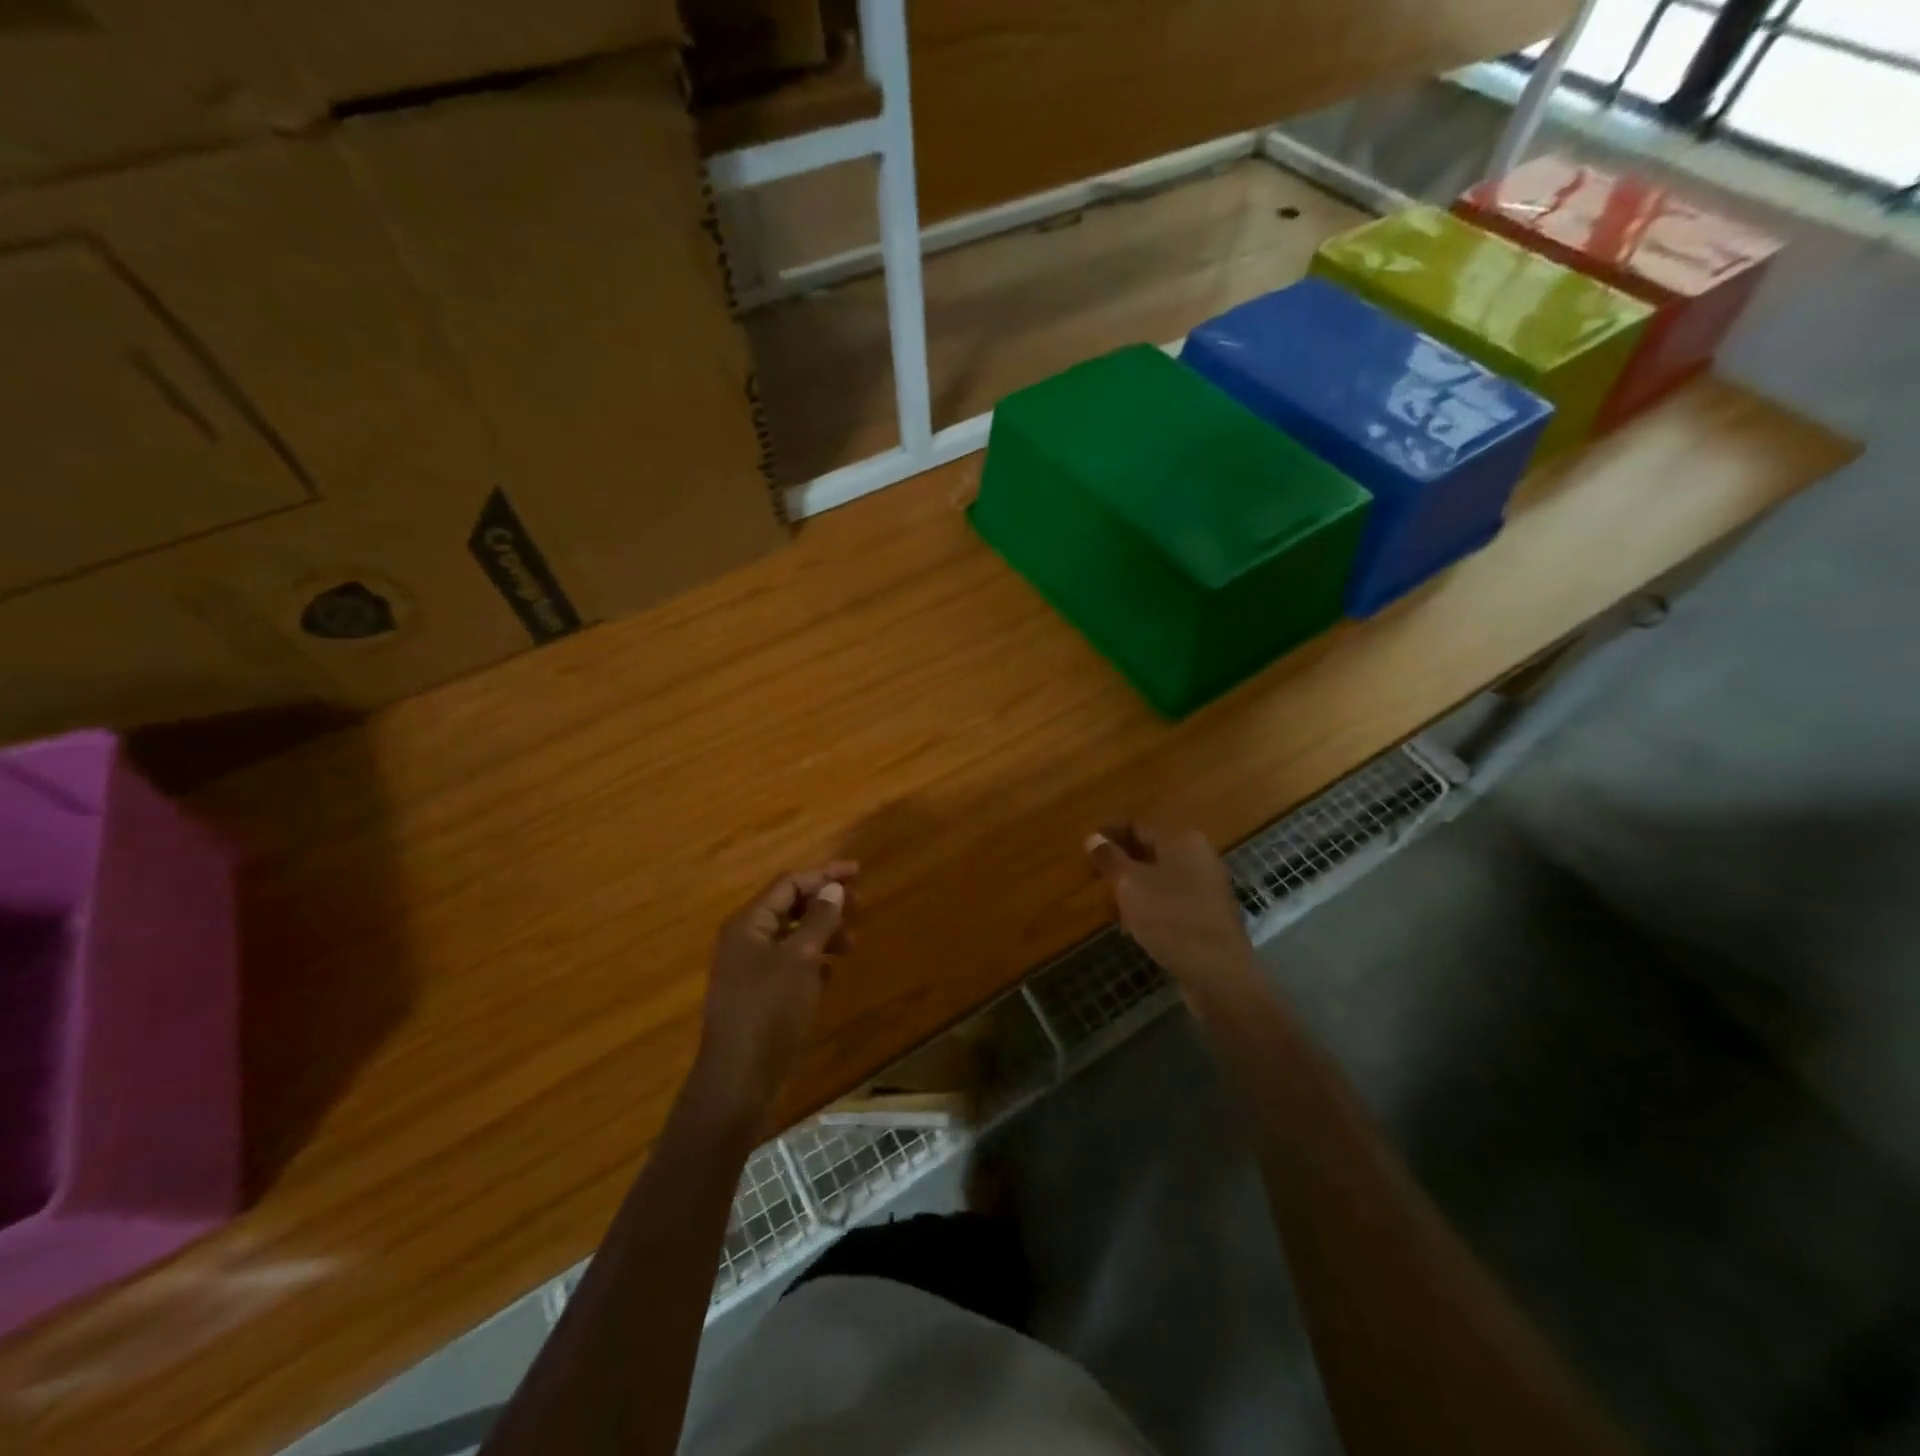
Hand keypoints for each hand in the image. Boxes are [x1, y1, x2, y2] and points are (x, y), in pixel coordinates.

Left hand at [694, 862, 857, 1117]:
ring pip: (791, 936)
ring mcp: (749, 970)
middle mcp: (745, 940)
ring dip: (823, 933)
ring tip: (852, 945)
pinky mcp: (758, 996)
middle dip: (825, 903)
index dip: (824, 875)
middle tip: (860, 907)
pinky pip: (789, 964)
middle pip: (789, 906)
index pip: (789, 884)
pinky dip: (813, 960)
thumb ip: (818, 919)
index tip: (858, 873)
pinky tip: (832, 972)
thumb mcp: (800, 958)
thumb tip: (834, 888)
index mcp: (749, 924)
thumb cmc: (770, 1010)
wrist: (739, 1078)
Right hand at [1086, 826, 1257, 1004]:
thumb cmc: (1170, 918)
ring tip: (1108, 903)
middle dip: (1120, 861)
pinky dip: (1150, 905)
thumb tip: (1093, 837)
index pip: (1137, 825)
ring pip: (1160, 876)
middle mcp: (1198, 855)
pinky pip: (1171, 899)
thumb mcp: (1130, 884)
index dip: (1109, 833)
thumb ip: (1109, 858)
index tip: (1084, 845)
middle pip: (1150, 849)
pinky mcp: (1208, 915)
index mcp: (1181, 839)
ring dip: (1133, 886)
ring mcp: (1206, 886)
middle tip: (1092, 875)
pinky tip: (1132, 924)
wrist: (1218, 973)